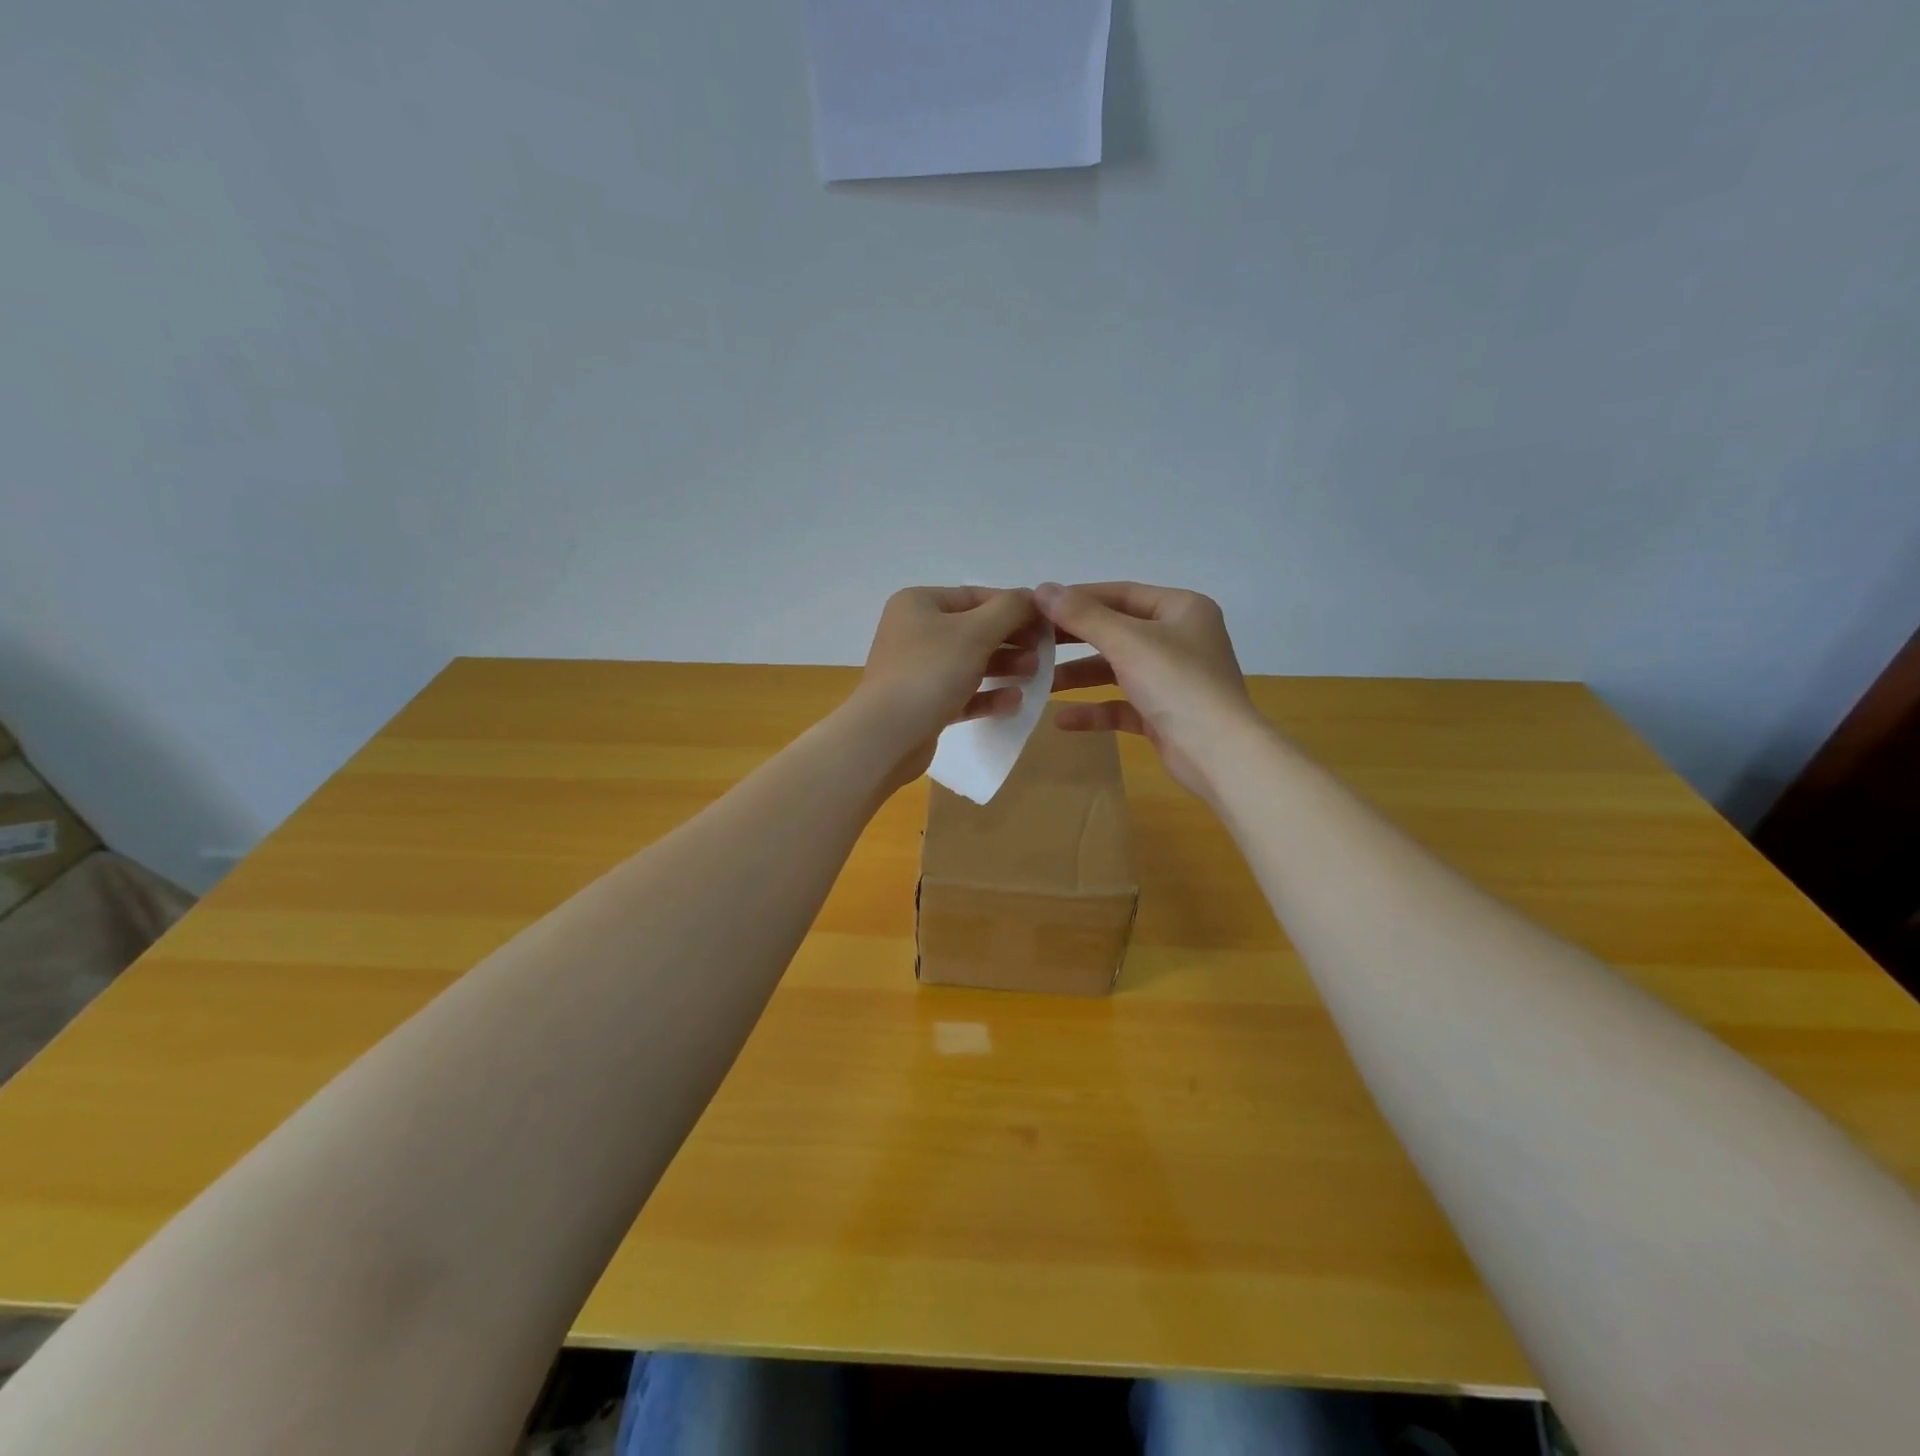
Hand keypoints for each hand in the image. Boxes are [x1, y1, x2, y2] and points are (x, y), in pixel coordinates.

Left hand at [850, 586, 1042, 791]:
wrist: (887, 736)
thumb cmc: (931, 672)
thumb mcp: (977, 631)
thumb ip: (1010, 609)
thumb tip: (1033, 598)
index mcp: (918, 604)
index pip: (975, 596)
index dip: (1014, 607)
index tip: (1046, 623)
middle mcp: (913, 632)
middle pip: (974, 630)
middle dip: (1011, 640)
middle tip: (1043, 652)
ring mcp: (916, 670)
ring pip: (969, 663)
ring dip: (1004, 667)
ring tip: (1033, 675)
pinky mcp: (922, 704)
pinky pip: (961, 694)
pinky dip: (987, 695)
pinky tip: (1014, 701)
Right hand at [1037, 581, 1258, 798]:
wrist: (1220, 755)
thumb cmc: (1178, 685)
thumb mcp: (1127, 642)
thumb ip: (1083, 616)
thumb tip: (1041, 588)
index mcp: (1180, 609)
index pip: (1120, 594)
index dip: (1076, 598)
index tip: (1036, 606)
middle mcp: (1179, 638)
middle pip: (1115, 631)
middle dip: (1073, 639)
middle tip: (1031, 642)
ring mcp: (1172, 678)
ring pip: (1116, 669)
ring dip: (1079, 676)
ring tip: (1040, 683)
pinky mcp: (1163, 714)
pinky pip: (1122, 704)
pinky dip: (1094, 710)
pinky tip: (1062, 720)